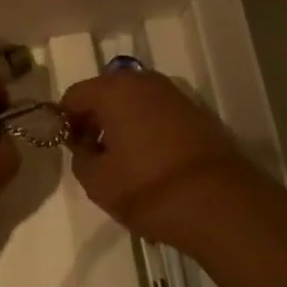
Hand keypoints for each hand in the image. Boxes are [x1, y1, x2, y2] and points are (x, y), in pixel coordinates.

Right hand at [61, 70, 270, 254]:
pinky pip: (157, 114)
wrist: (222, 204)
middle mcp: (144, 81)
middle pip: (106, 94)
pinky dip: (147, 130)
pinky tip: (152, 164)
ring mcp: (174, 94)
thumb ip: (80, 157)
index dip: (65, 121)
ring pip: (134, 103)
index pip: (74, 95)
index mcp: (115, 90)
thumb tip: (86, 145)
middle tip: (94, 156)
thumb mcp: (98, 182)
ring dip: (122, 125)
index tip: (70, 149)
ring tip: (124, 163)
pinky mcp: (196, 112)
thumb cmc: (150, 189)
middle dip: (95, 120)